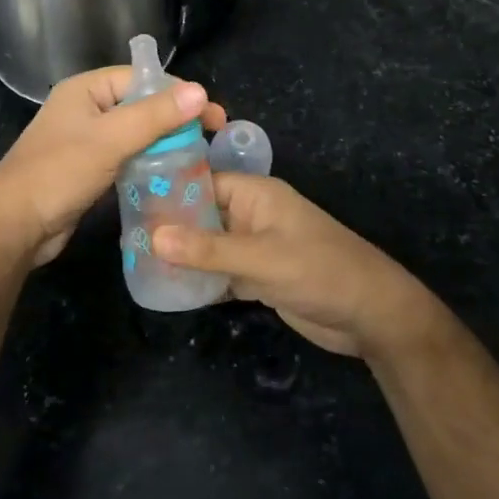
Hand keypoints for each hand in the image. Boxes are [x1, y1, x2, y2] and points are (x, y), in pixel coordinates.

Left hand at [0, 66, 226, 265]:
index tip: (211, 114)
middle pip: (140, 105)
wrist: (15, 226)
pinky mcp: (89, 170)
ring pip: (135, 134)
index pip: (141, 78)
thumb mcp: (110, 140)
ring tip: (199, 156)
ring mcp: (86, 141)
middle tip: (212, 136)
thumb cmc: (58, 173)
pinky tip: (172, 174)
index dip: (178, 93)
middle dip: (175, 119)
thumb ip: (154, 116)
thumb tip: (200, 90)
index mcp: (85, 90)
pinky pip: (126, 158)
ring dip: (164, 142)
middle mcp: (86, 109)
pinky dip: (148, 162)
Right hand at [151, 175, 435, 358]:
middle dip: (170, 227)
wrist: (371, 316)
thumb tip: (152, 237)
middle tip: (127, 240)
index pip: (203, 182)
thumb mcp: (263, 259)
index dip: (169, 191)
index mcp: (256, 195)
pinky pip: (221, 272)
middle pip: (203, 215)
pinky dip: (201, 279)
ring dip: (183, 256)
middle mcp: (252, 216)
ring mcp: (256, 248)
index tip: (130, 204)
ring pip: (209, 246)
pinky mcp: (259, 277)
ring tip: (138, 262)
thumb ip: (209, 250)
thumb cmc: (321, 272)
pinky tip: (170, 288)